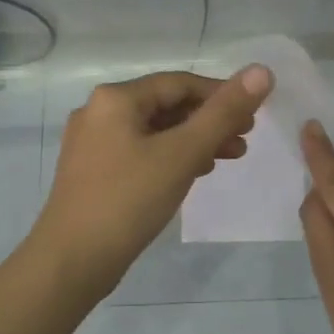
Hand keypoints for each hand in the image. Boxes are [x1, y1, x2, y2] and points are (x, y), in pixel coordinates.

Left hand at [31, 66, 274, 297]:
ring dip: (194, 140)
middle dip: (209, 120)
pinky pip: (141, 152)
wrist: (71, 261)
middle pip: (166, 106)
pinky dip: (171, 157)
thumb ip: (223, 113)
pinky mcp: (93, 172)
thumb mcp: (182, 153)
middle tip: (245, 138)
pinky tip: (194, 172)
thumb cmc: (129, 200)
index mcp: (115, 98)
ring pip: (154, 131)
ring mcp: (92, 143)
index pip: (179, 83)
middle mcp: (98, 112)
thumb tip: (261, 72)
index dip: (221, 94)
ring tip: (230, 156)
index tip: (253, 114)